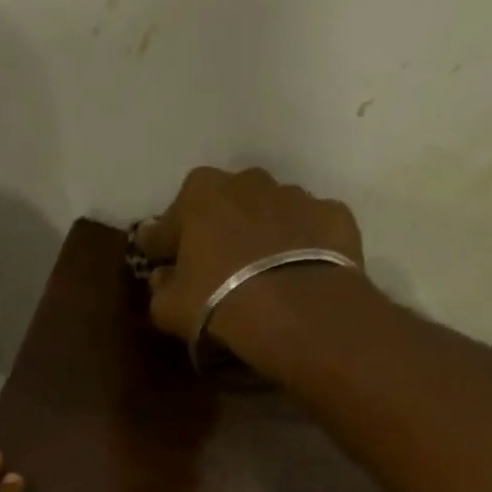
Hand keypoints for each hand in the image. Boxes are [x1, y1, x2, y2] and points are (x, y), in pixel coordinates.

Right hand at [135, 166, 364, 345]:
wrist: (298, 310)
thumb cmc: (219, 302)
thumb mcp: (168, 308)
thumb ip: (160, 287)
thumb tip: (163, 277)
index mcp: (199, 194)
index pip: (167, 222)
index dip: (160, 246)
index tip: (158, 262)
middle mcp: (247, 181)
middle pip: (222, 204)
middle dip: (215, 229)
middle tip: (212, 265)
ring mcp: (295, 194)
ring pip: (268, 212)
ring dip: (259, 234)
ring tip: (258, 272)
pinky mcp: (333, 214)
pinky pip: (307, 229)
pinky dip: (299, 245)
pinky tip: (294, 273)